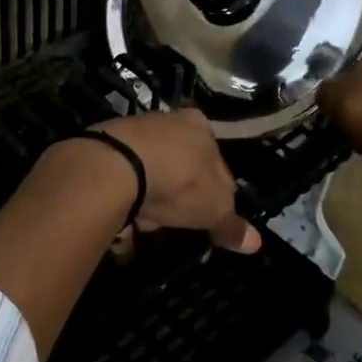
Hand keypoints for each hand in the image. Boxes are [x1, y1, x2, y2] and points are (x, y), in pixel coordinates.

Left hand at [91, 109, 260, 254]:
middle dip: (179, 196)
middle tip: (176, 221)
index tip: (208, 217)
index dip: (217, 193)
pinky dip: (126, 196)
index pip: (217, 161)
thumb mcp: (214, 208)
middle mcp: (168, 119)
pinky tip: (124, 216)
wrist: (117, 165)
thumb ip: (231, 225)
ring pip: (151, 171)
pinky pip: (123, 176)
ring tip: (146, 223)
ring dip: (151, 198)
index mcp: (201, 125)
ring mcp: (134, 129)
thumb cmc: (179, 180)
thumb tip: (255, 242)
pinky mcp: (105, 145)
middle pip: (181, 165)